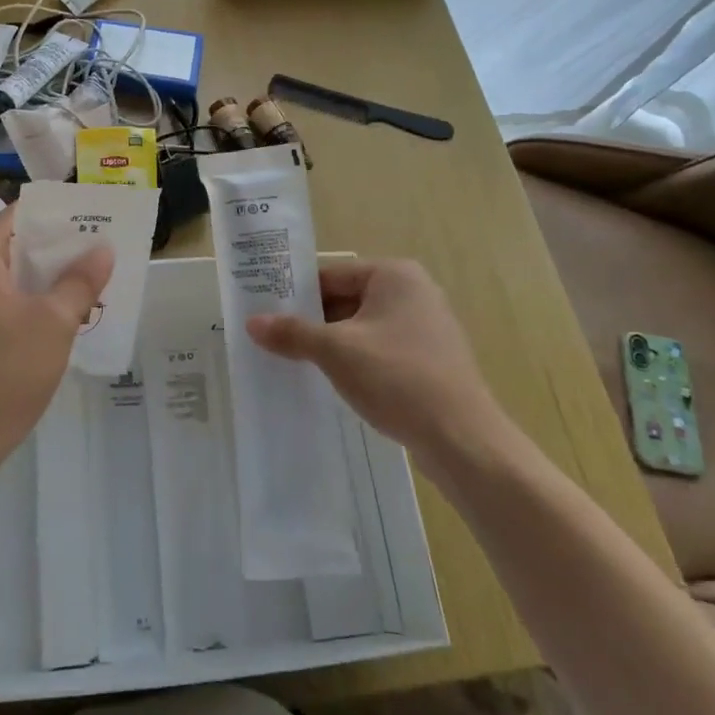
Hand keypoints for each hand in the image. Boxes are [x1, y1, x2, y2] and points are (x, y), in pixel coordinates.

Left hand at [0, 207, 112, 469]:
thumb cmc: (6, 370)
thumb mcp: (55, 322)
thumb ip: (81, 280)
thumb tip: (103, 248)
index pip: (16, 215)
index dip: (56, 213)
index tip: (92, 214)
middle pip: (13, 243)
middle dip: (56, 245)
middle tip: (99, 243)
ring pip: (9, 274)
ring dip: (46, 274)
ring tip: (89, 273)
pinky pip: (1, 299)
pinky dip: (30, 297)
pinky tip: (63, 307)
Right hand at [246, 259, 510, 466]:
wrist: (463, 440)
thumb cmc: (397, 378)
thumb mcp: (336, 351)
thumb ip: (292, 333)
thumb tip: (252, 322)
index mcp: (394, 275)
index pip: (330, 275)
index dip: (295, 294)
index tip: (263, 312)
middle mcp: (414, 292)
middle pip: (346, 299)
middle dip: (312, 321)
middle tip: (272, 339)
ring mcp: (426, 327)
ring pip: (362, 327)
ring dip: (332, 344)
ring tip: (294, 362)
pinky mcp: (430, 360)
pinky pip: (380, 350)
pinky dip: (356, 361)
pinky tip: (333, 382)